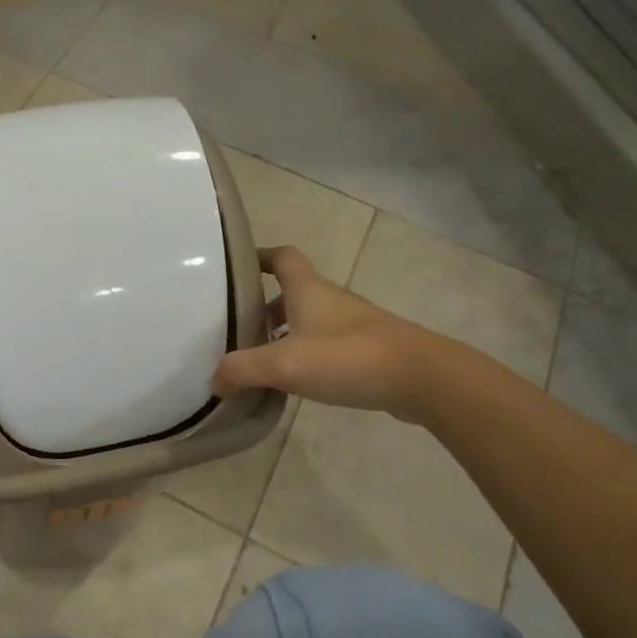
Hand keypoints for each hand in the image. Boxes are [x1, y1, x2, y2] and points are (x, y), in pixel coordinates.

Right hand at [212, 246, 445, 420]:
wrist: (422, 378)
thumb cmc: (348, 357)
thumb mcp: (284, 364)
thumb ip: (242, 369)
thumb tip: (214, 380)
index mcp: (308, 290)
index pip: (282, 256)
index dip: (259, 257)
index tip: (236, 271)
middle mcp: (330, 300)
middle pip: (292, 292)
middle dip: (264, 306)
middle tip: (238, 329)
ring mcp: (352, 325)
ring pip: (309, 320)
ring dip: (284, 333)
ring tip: (261, 360)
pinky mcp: (368, 350)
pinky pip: (326, 345)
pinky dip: (306, 354)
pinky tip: (297, 381)